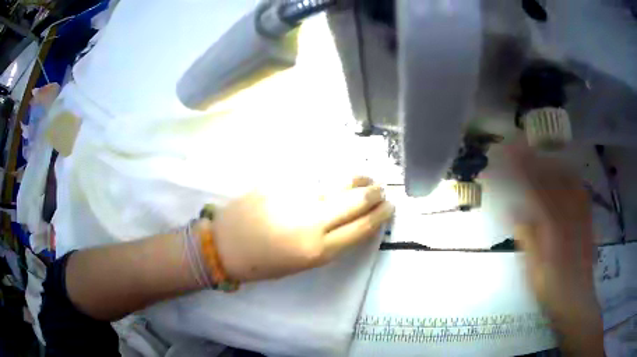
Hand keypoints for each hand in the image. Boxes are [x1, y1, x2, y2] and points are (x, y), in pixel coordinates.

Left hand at [196, 177, 393, 281]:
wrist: (224, 246)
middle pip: (354, 203)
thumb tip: (347, 223)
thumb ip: (327, 243)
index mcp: (317, 250)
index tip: (389, 208)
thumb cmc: (262, 264)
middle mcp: (312, 222)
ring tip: (367, 178)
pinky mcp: (280, 183)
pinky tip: (338, 174)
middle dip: (373, 195)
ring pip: (336, 184)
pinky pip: (312, 177)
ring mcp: (295, 198)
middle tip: (382, 190)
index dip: (379, 216)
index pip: (360, 227)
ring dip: (357, 180)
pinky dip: (330, 177)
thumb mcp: (301, 265)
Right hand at [508, 145, 602, 354]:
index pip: (537, 188)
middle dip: (538, 160)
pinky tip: (568, 177)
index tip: (511, 152)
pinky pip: (582, 193)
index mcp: (555, 227)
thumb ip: (528, 239)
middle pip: (555, 178)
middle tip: (523, 149)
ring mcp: (581, 216)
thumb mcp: (534, 269)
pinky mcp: (588, 221)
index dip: (524, 168)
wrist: (577, 301)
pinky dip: (572, 179)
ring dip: (555, 165)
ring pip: (570, 181)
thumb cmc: (552, 289)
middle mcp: (570, 215)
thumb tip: (515, 212)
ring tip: (544, 157)